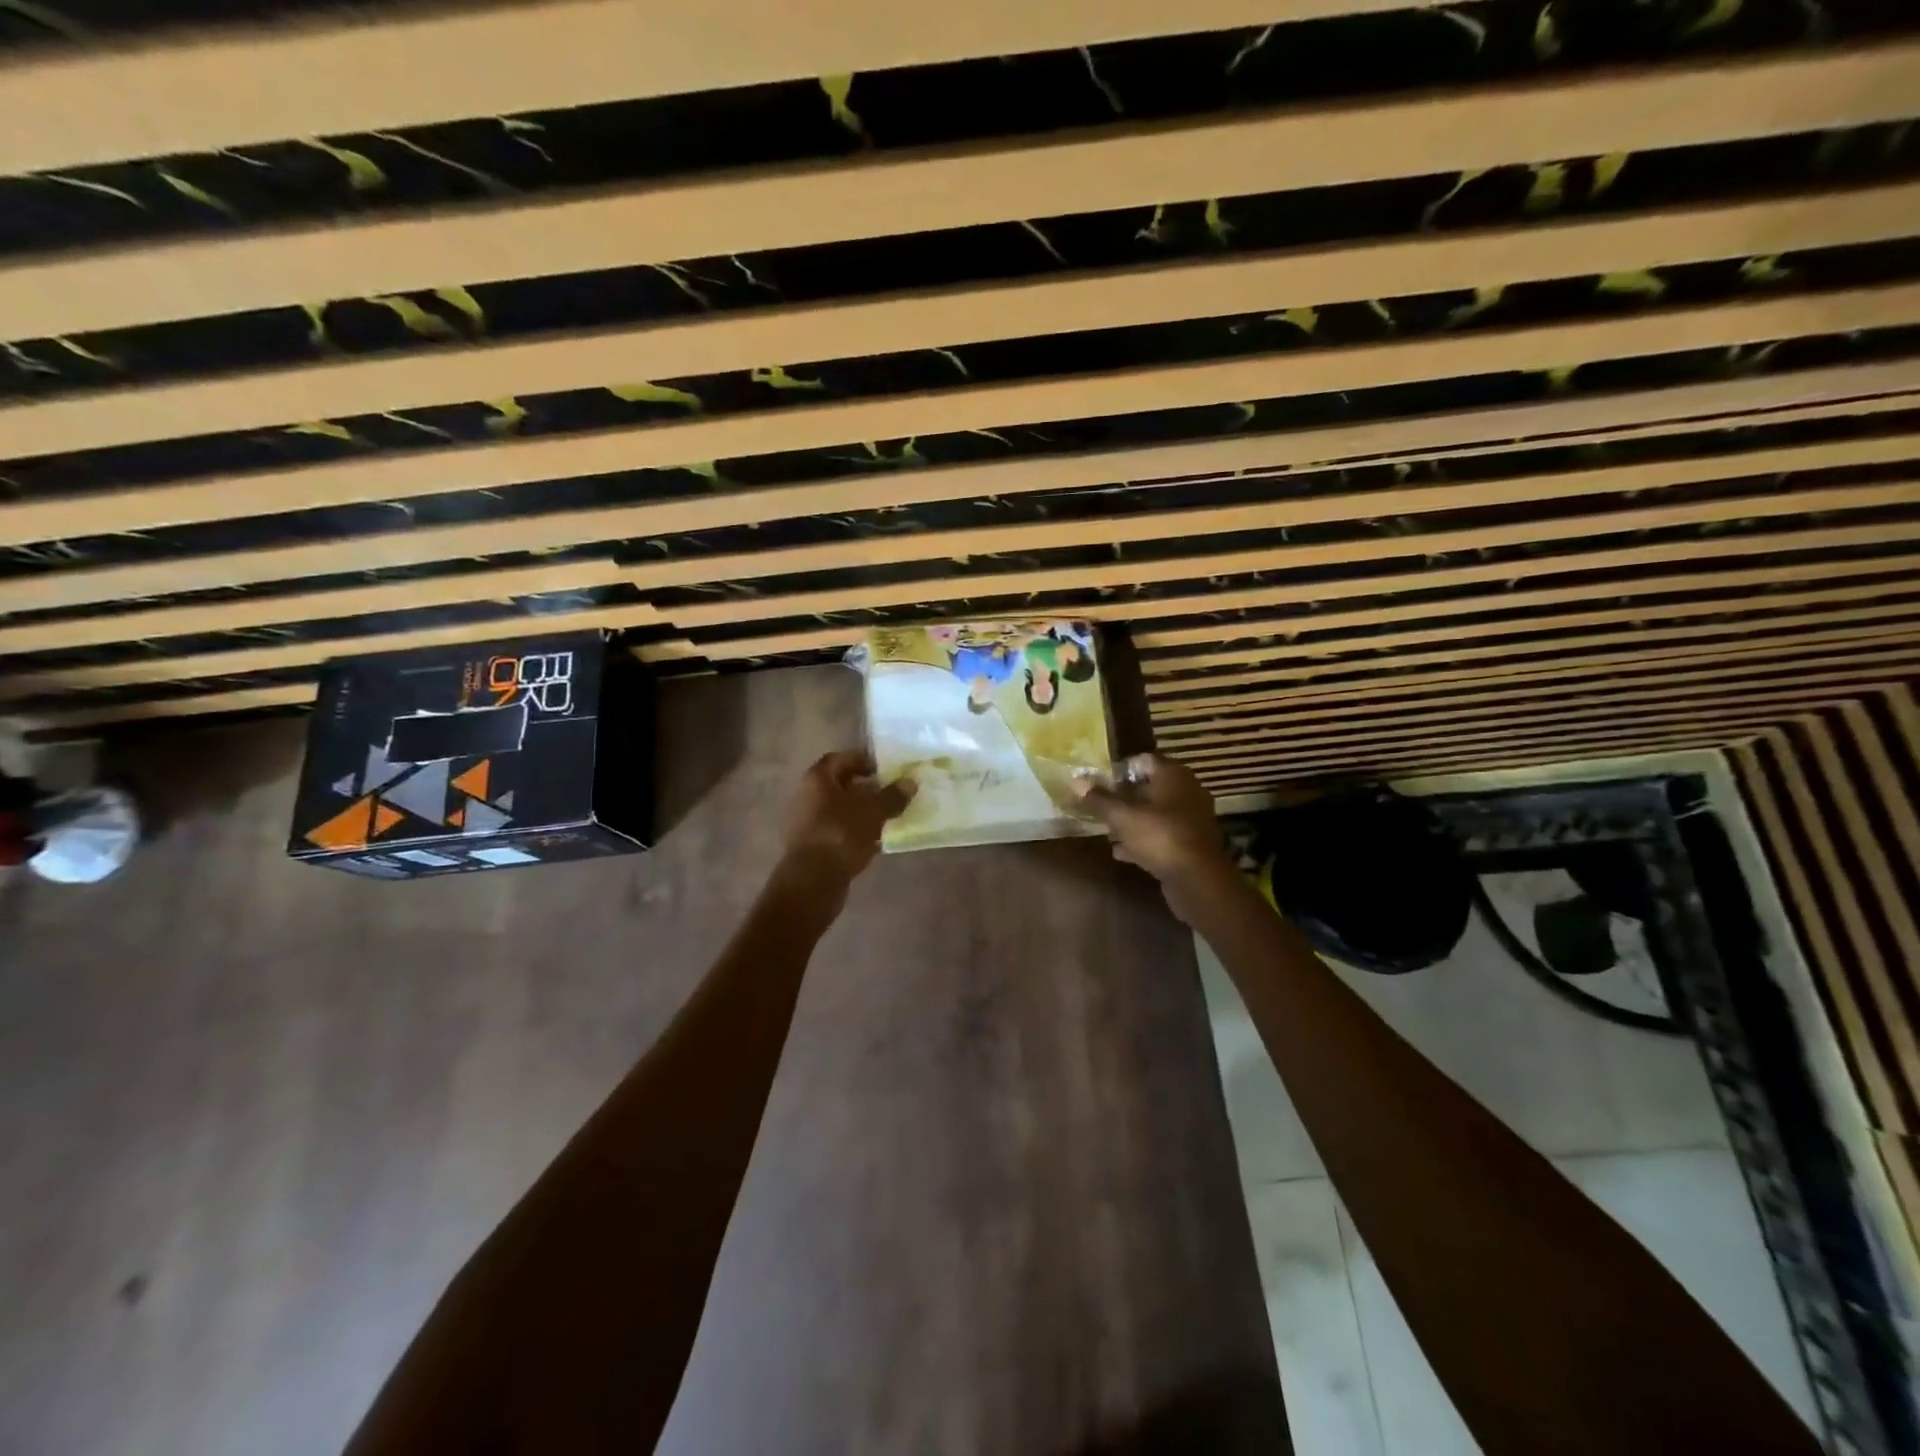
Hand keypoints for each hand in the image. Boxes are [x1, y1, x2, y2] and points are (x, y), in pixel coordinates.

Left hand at [779, 751, 915, 889]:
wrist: (814, 879)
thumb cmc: (841, 834)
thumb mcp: (873, 812)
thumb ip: (892, 796)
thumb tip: (910, 782)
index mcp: (818, 779)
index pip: (842, 759)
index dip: (864, 760)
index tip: (887, 768)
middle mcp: (808, 795)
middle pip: (841, 785)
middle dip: (867, 787)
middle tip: (892, 791)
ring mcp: (809, 822)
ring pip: (841, 809)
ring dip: (863, 810)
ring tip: (889, 815)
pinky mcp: (814, 845)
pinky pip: (839, 830)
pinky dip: (857, 830)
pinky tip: (877, 839)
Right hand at [1073, 755, 1234, 918]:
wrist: (1197, 879)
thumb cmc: (1159, 836)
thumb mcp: (1122, 816)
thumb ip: (1099, 799)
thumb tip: (1077, 780)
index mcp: (1172, 775)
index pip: (1142, 760)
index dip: (1118, 770)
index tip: (1098, 784)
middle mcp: (1186, 791)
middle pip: (1148, 787)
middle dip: (1123, 798)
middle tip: (1100, 808)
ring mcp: (1191, 818)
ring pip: (1155, 813)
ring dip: (1132, 821)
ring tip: (1107, 831)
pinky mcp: (1191, 843)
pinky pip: (1162, 834)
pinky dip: (1143, 840)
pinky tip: (1122, 852)